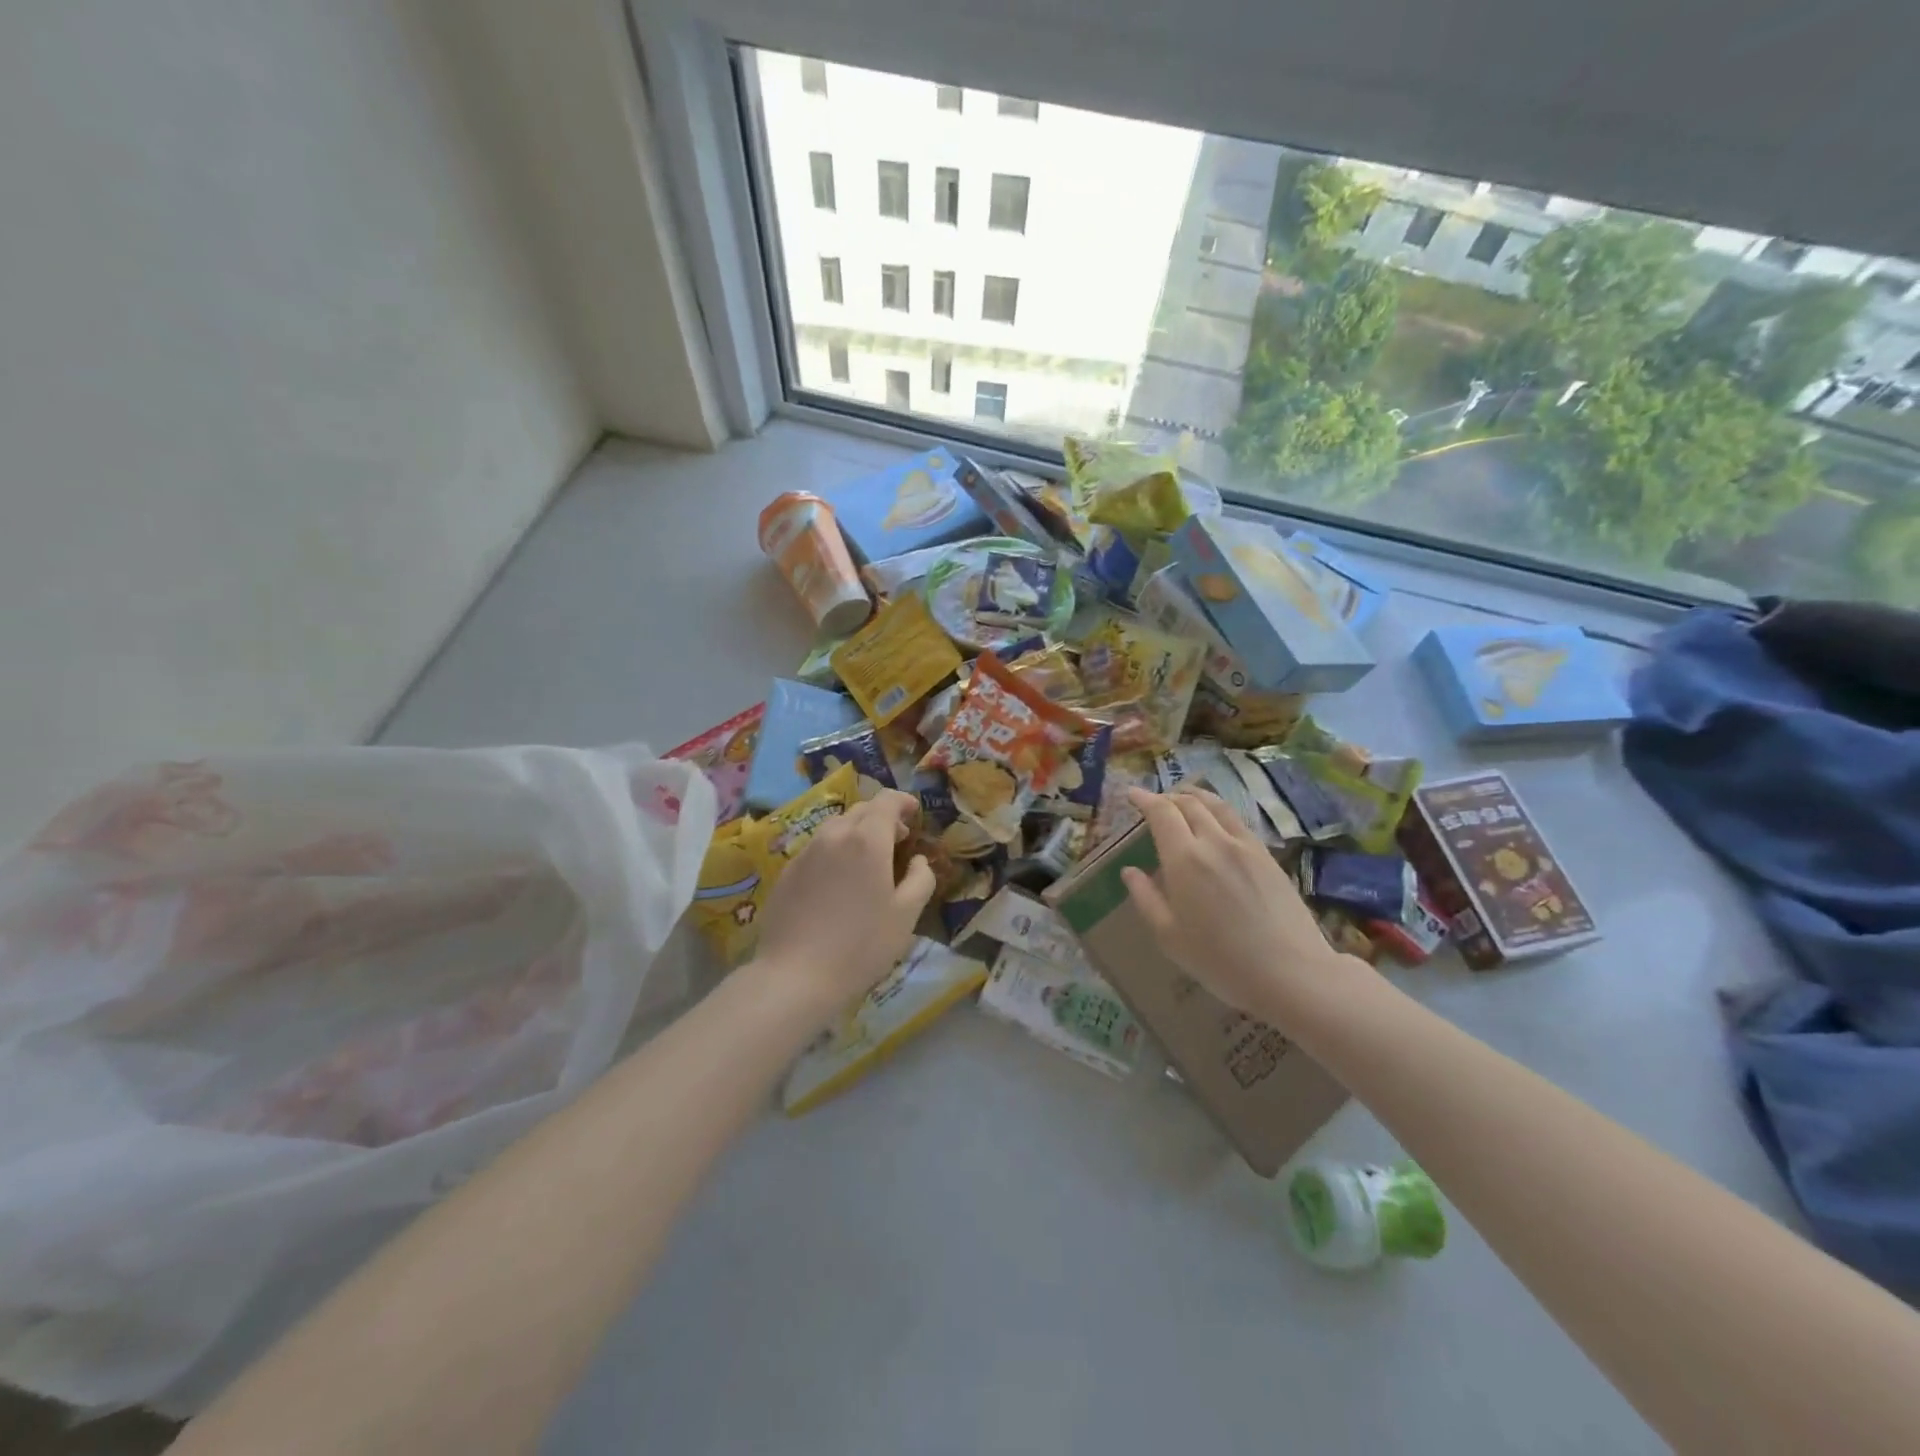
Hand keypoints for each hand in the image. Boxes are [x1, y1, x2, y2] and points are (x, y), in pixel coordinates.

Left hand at [750, 789, 935, 1018]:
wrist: (795, 976)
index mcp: (867, 840)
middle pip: (861, 810)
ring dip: (857, 833)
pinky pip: (817, 849)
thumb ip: (921, 879)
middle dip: (883, 818)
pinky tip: (839, 882)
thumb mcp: (906, 915)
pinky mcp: (787, 872)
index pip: (886, 801)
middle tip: (898, 840)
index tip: (916, 813)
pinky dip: (835, 852)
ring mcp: (805, 852)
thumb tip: (918, 860)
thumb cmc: (861, 945)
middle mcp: (834, 835)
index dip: (904, 801)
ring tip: (868, 860)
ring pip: (836, 828)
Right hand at [1120, 787, 1358, 1016]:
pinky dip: (1219, 811)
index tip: (1132, 794)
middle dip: (1167, 797)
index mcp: (1184, 858)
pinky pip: (1237, 821)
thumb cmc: (1220, 960)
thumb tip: (1130, 871)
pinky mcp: (1267, 856)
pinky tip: (1217, 823)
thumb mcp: (1169, 936)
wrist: (1291, 972)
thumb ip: (1146, 898)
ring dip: (1195, 796)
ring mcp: (1245, 846)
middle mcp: (1214, 841)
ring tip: (1184, 798)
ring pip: (1217, 806)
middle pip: (1189, 803)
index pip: (1161, 813)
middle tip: (1154, 801)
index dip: (1144, 799)